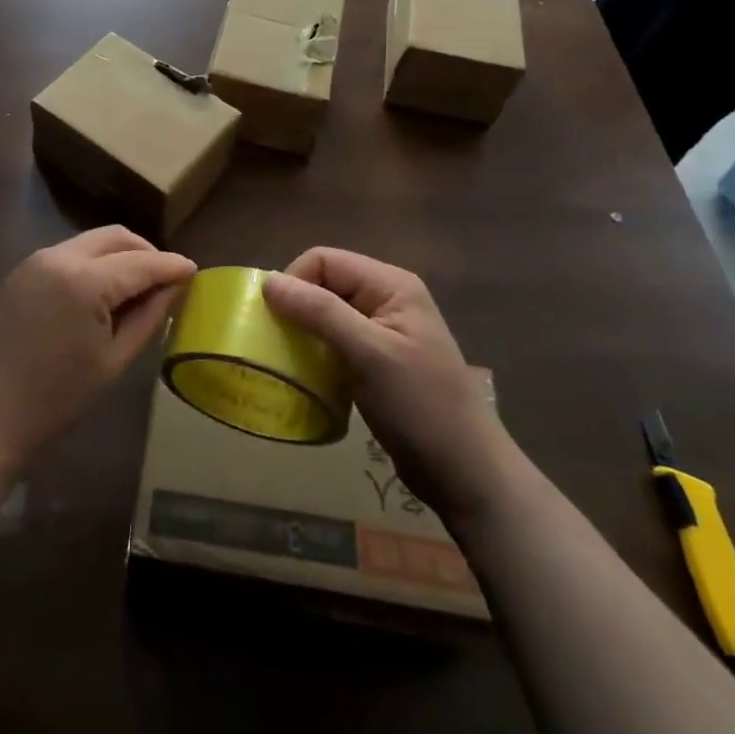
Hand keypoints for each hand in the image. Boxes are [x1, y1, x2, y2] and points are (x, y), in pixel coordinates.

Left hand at [0, 227, 193, 474]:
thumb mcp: (113, 361)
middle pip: (116, 237)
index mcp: (86, 279)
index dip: (172, 266)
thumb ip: (148, 317)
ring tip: (136, 289)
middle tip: (166, 280)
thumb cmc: (54, 400)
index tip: (195, 270)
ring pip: (91, 242)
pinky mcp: (19, 272)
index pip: (142, 262)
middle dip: (146, 252)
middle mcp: (59, 256)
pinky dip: (92, 263)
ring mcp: (35, 261)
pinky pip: (67, 254)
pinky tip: (100, 293)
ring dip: (119, 256)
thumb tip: (174, 288)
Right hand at [264, 249, 504, 520]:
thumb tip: (268, 281)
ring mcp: (384, 330)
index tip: (278, 322)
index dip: (296, 282)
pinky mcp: (378, 360)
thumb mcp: (368, 354)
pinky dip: (317, 353)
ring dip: (305, 333)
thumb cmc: (420, 407)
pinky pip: (335, 341)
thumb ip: (320, 312)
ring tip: (292, 362)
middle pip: (324, 283)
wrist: (466, 474)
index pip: (324, 260)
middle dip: (298, 307)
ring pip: (327, 313)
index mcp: (391, 284)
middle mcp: (387, 298)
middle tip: (280, 344)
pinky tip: (311, 376)